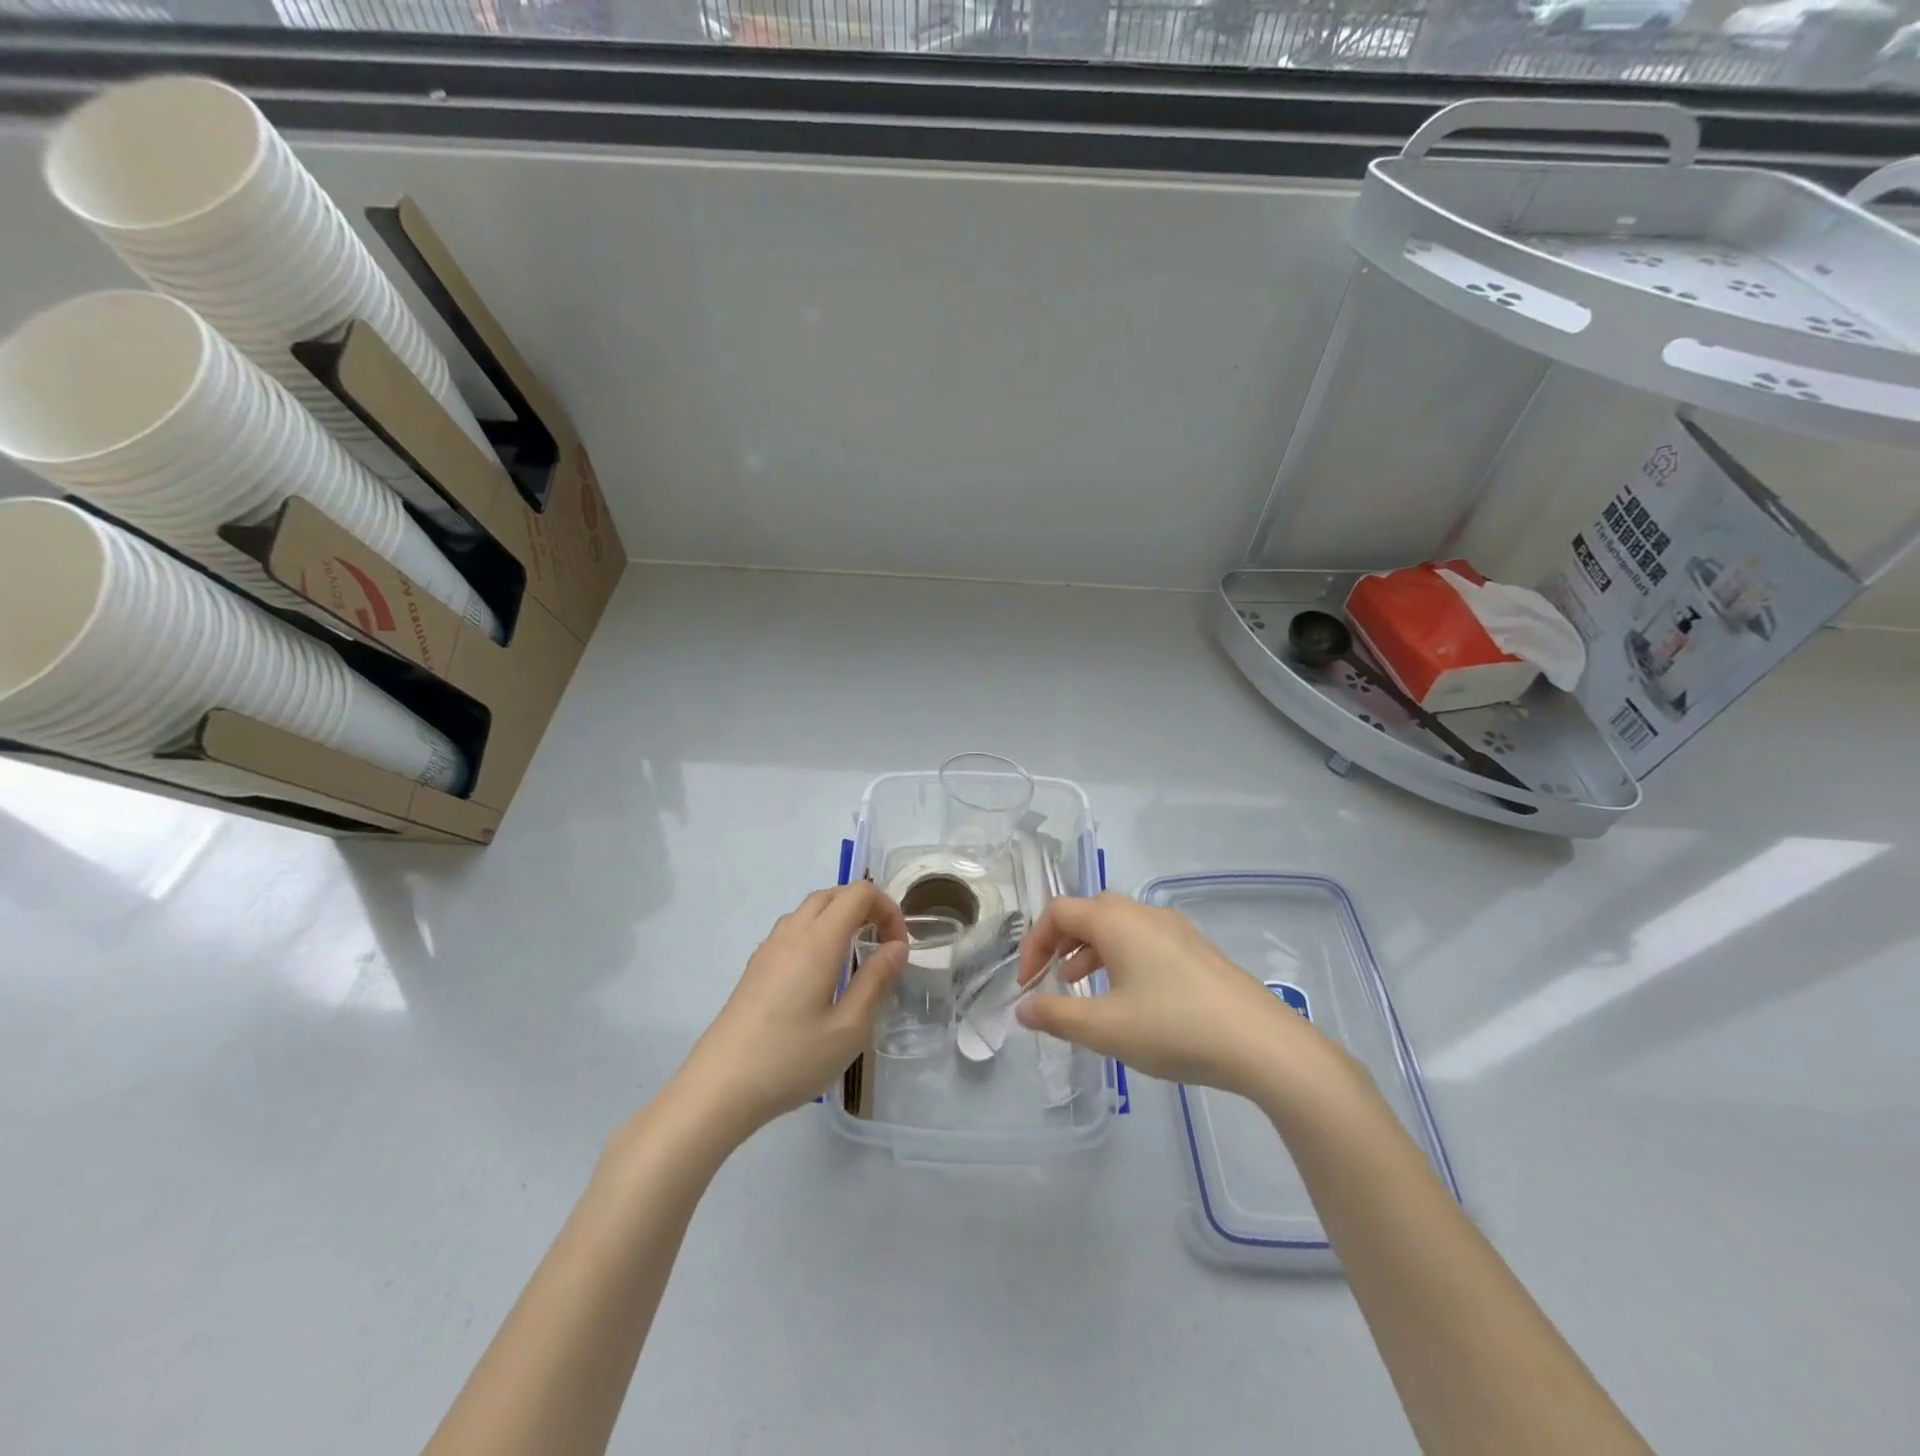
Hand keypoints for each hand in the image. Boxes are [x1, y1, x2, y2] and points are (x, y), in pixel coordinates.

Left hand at [675, 883, 908, 1141]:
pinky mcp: (754, 969)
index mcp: (818, 941)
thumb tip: (897, 946)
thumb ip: (876, 981)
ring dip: (838, 917)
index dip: (887, 909)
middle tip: (882, 944)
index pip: (858, 893)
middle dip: (864, 907)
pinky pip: (791, 931)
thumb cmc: (790, 1059)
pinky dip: (816, 933)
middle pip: (832, 895)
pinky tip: (819, 974)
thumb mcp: (849, 1028)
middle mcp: (791, 934)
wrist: (718, 1088)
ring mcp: (768, 950)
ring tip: (855, 955)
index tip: (897, 947)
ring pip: (809, 911)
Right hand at [1013, 892, 1335, 1096]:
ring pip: (1118, 925)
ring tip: (1083, 987)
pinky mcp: (1196, 949)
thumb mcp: (1105, 1028)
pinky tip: (1130, 996)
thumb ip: (1057, 1015)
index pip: (1059, 912)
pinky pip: (1144, 939)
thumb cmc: (1173, 1028)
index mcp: (1116, 921)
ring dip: (1090, 949)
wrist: (1261, 1043)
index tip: (1027, 985)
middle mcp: (1143, 913)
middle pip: (1089, 911)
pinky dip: (1121, 956)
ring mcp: (1175, 928)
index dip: (1034, 943)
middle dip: (1061, 941)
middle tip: (1052, 978)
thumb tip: (1022, 1008)